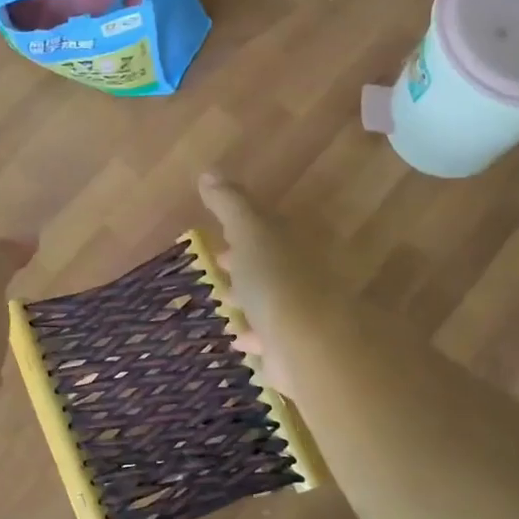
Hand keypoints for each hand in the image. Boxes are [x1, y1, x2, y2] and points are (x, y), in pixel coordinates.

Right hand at [197, 174, 348, 399]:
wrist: (308, 345)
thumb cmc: (277, 280)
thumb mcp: (249, 231)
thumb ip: (230, 203)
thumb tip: (209, 172)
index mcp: (295, 243)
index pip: (269, 229)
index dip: (243, 230)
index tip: (220, 236)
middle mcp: (304, 275)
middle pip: (271, 264)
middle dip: (246, 264)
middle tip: (219, 265)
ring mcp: (302, 312)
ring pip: (272, 300)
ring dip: (250, 299)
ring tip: (225, 301)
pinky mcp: (295, 347)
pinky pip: (270, 337)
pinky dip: (255, 334)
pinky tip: (239, 339)